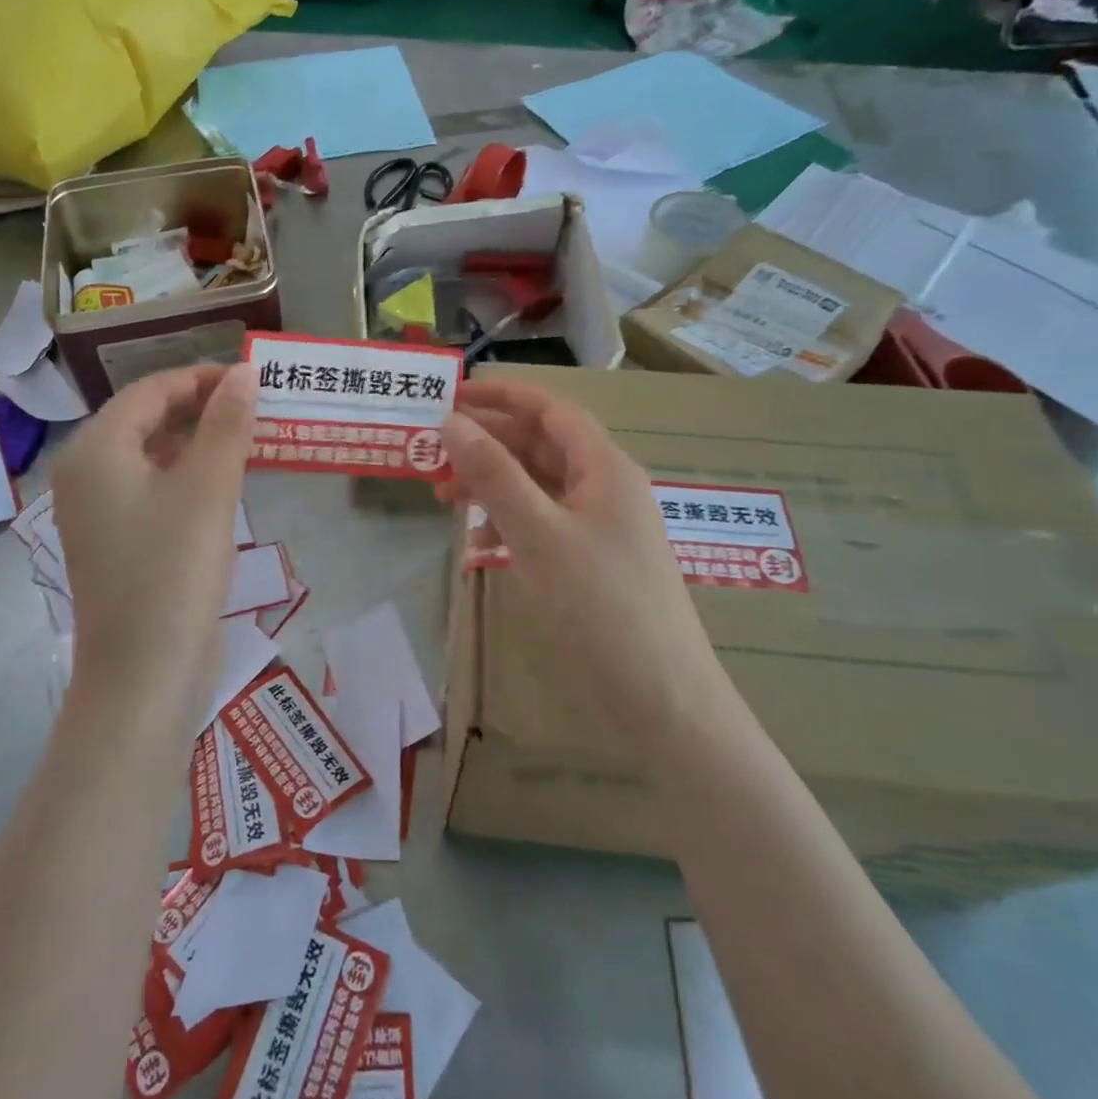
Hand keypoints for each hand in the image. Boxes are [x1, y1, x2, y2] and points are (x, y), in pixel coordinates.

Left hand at [51, 363, 256, 706]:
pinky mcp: (116, 541)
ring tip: (248, 438)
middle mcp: (85, 473)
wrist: (144, 676)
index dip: (203, 378)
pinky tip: (224, 481)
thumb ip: (227, 423)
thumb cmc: (174, 571)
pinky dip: (187, 474)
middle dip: (201, 408)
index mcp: (94, 450)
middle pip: (146, 418)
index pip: (151, 390)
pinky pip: (152, 487)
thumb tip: (243, 371)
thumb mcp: (209, 488)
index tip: (253, 380)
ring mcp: (97, 511)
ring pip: (151, 454)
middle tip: (256, 408)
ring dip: (197, 440)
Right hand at [439, 376, 727, 746]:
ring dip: (493, 485)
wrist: (662, 702)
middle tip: (435, 452)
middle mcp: (606, 488)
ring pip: (539, 486)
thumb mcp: (538, 533)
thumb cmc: (601, 606)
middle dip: (488, 444)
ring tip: (445, 498)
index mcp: (605, 467)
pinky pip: (545, 524)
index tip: (451, 396)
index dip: (502, 396)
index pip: (550, 409)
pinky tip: (480, 544)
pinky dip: (509, 523)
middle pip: (542, 446)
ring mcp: (602, 528)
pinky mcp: (594, 563)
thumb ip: (494, 474)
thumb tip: (451, 421)